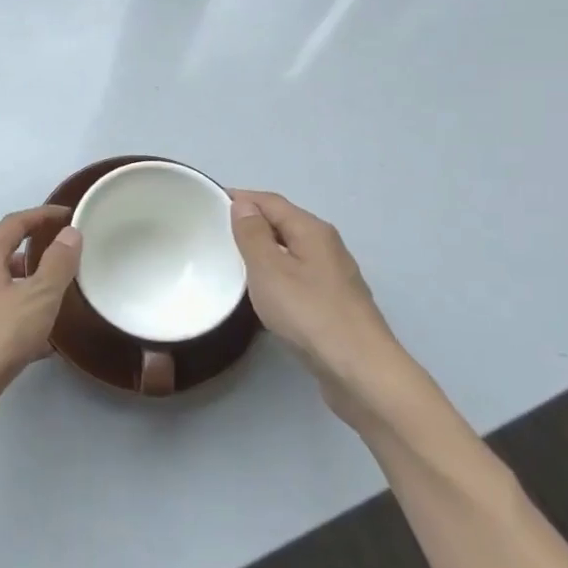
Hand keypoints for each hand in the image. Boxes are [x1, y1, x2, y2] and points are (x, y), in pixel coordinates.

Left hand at [0, 206, 81, 436]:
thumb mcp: (37, 298)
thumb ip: (57, 264)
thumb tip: (69, 232)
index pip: (14, 223)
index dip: (42, 215)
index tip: (69, 215)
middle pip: (4, 254)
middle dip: (36, 254)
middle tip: (68, 259)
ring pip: (2, 290)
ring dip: (30, 289)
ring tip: (61, 300)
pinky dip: (21, 320)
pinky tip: (44, 344)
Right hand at [229, 191, 419, 426]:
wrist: (359, 370)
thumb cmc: (308, 313)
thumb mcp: (269, 269)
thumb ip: (252, 235)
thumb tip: (243, 205)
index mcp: (312, 230)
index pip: (270, 201)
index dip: (240, 198)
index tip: (207, 201)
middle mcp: (327, 246)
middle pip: (283, 223)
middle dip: (250, 222)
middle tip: (213, 232)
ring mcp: (333, 276)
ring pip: (290, 251)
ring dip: (262, 250)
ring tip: (230, 260)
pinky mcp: (333, 303)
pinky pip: (296, 275)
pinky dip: (275, 274)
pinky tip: (261, 291)